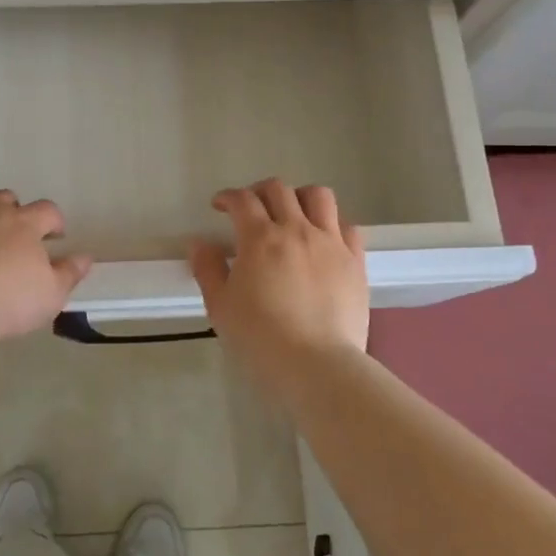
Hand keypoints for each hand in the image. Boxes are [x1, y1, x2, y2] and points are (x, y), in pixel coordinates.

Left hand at [0, 191, 93, 344]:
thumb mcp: (51, 294)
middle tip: (13, 240)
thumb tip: (86, 257)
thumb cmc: (7, 301)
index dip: (54, 222)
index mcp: (24, 222)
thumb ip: (69, 273)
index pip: (47, 210)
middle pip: (6, 200)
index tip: (55, 237)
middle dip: (13, 213)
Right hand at [190, 179, 368, 366]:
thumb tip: (200, 244)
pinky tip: (323, 238)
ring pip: (318, 196)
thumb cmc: (260, 338)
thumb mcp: (221, 307)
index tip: (219, 206)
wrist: (317, 365)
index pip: (242, 200)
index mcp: (260, 238)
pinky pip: (347, 226)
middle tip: (251, 208)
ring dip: (299, 197)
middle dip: (259, 192)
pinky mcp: (355, 261)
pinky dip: (332, 223)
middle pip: (278, 190)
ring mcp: (331, 243)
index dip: (227, 198)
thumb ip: (208, 269)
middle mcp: (297, 230)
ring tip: (291, 214)